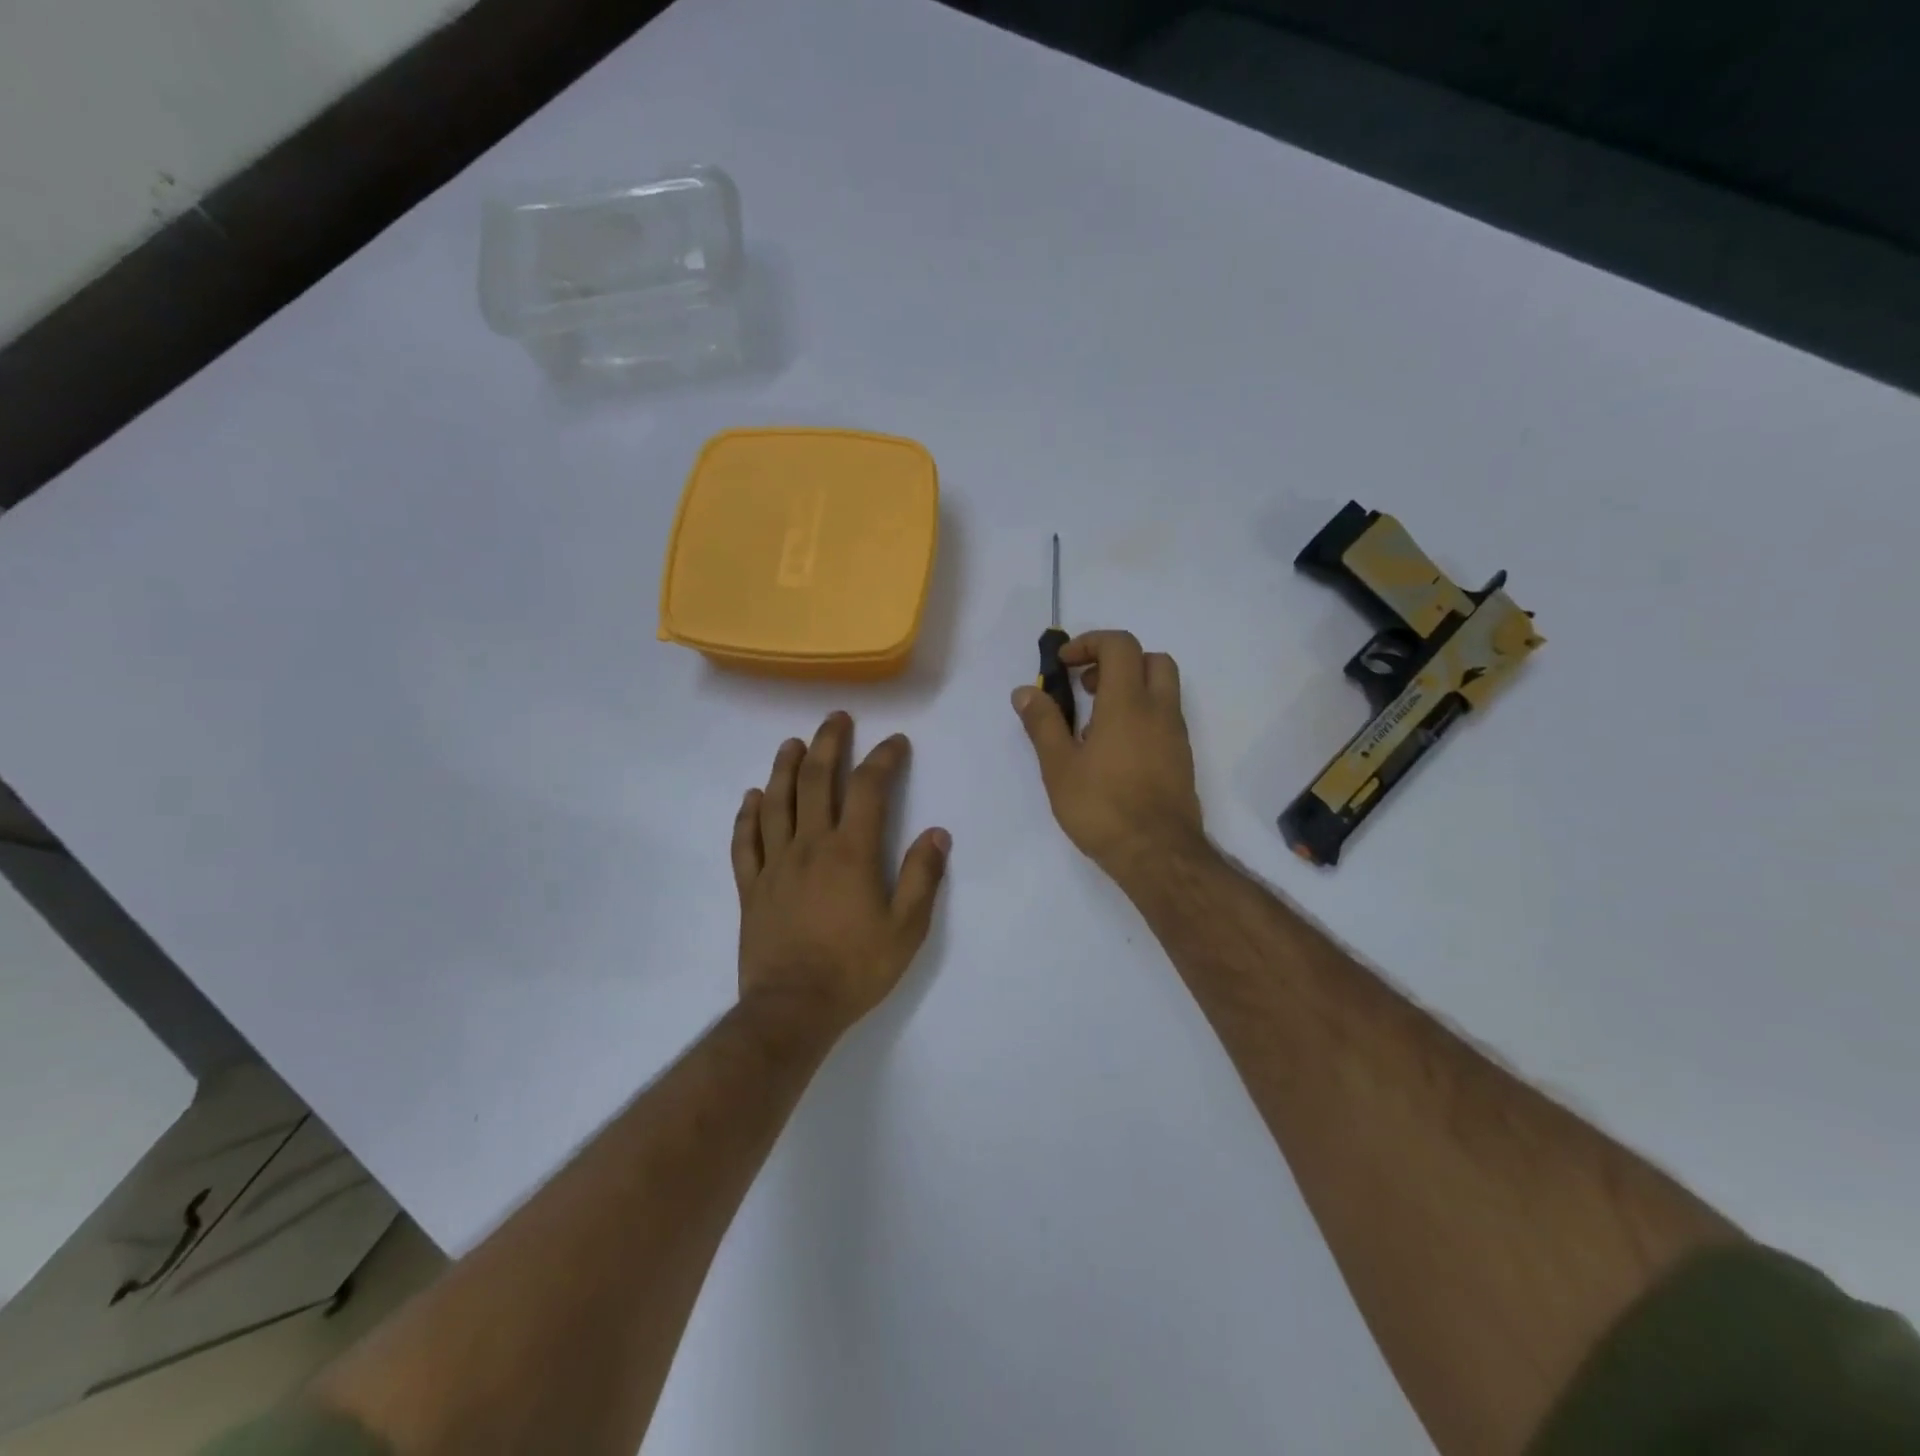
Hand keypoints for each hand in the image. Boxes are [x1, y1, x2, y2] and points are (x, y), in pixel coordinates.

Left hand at [732, 712, 949, 1041]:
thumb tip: (937, 833)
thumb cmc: (855, 969)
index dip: (883, 759)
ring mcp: (775, 864)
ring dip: (784, 767)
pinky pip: (745, 841)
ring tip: (792, 743)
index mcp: (850, 852)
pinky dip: (747, 815)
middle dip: (829, 744)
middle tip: (836, 718)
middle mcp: (810, 845)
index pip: (868, 789)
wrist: (793, 1009)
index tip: (896, 742)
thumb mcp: (906, 929)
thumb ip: (922, 877)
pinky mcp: (751, 886)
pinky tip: (751, 797)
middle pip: (816, 781)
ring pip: (775, 802)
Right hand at [1012, 630, 1204, 877]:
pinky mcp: (1181, 758)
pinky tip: (1113, 750)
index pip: (1120, 645)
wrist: (1157, 854)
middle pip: (1150, 659)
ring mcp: (1176, 734)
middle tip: (1086, 685)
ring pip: (1161, 689)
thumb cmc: (1102, 807)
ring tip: (1094, 722)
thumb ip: (1043, 723)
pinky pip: (1164, 717)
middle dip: (1116, 661)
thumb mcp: (1059, 766)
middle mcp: (1159, 710)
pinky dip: (1141, 714)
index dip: (1089, 643)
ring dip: (1130, 688)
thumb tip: (1025, 691)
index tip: (1064, 665)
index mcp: (1128, 703)